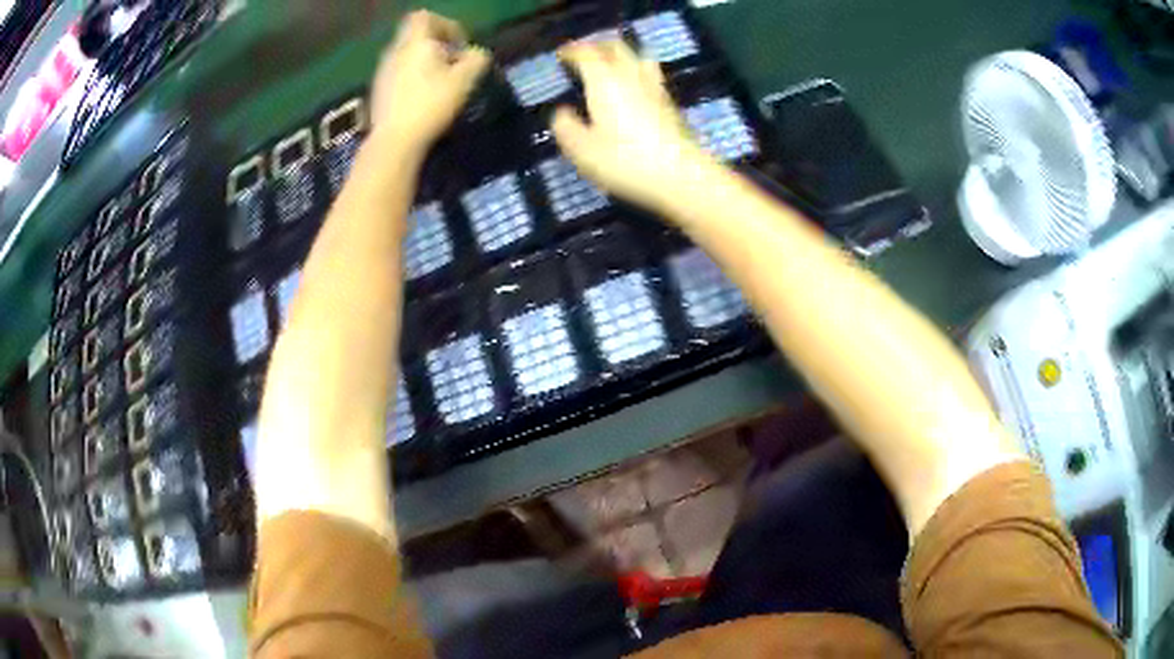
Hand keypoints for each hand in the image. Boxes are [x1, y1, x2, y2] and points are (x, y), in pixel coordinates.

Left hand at [371, 11, 489, 152]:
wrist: (394, 141)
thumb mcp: (465, 80)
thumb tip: (475, 53)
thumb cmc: (431, 105)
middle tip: (451, 64)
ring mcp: (383, 71)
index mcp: (415, 43)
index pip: (425, 17)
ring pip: (406, 54)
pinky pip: (398, 72)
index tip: (459, 45)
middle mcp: (395, 51)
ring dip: (424, 61)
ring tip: (438, 83)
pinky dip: (412, 76)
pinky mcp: (378, 90)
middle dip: (436, 44)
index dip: (446, 25)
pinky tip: (421, 98)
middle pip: (415, 35)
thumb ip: (476, 59)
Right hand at [552, 41, 716, 213]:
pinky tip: (633, 87)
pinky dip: (636, 72)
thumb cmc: (625, 161)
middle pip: (615, 47)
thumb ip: (566, 127)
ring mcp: (655, 88)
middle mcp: (630, 76)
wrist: (681, 176)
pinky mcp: (670, 104)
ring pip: (637, 57)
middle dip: (597, 46)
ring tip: (609, 65)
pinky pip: (650, 75)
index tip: (561, 54)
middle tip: (584, 54)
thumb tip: (562, 112)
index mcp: (604, 81)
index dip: (572, 51)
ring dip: (620, 55)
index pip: (587, 53)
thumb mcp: (583, 150)